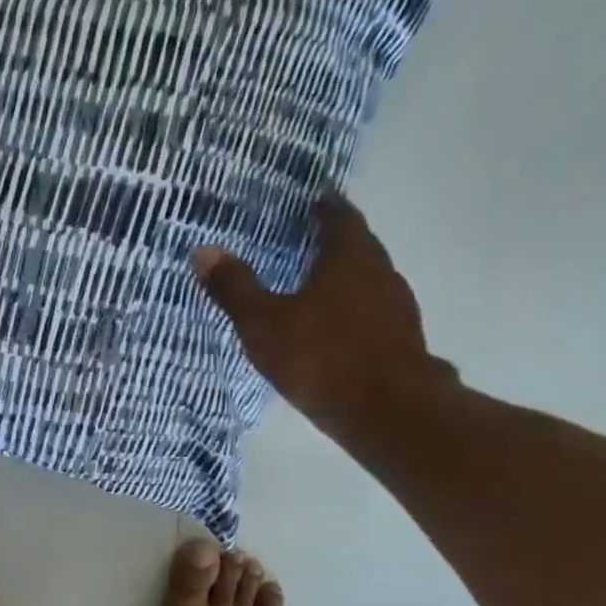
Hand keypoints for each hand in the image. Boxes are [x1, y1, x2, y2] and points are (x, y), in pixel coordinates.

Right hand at [193, 193, 456, 439]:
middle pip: (358, 246)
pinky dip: (353, 311)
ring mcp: (396, 308)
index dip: (325, 204)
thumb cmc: (321, 357)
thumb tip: (203, 250)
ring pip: (368, 281)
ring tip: (316, 284)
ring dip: (346, 278)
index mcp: (349, 257)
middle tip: (307, 239)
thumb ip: (235, 288)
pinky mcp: (401, 341)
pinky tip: (334, 329)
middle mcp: (380, 273)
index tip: (314, 196)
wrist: (387, 410)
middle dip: (334, 241)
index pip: (340, 216)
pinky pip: (373, 313)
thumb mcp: (263, 323)